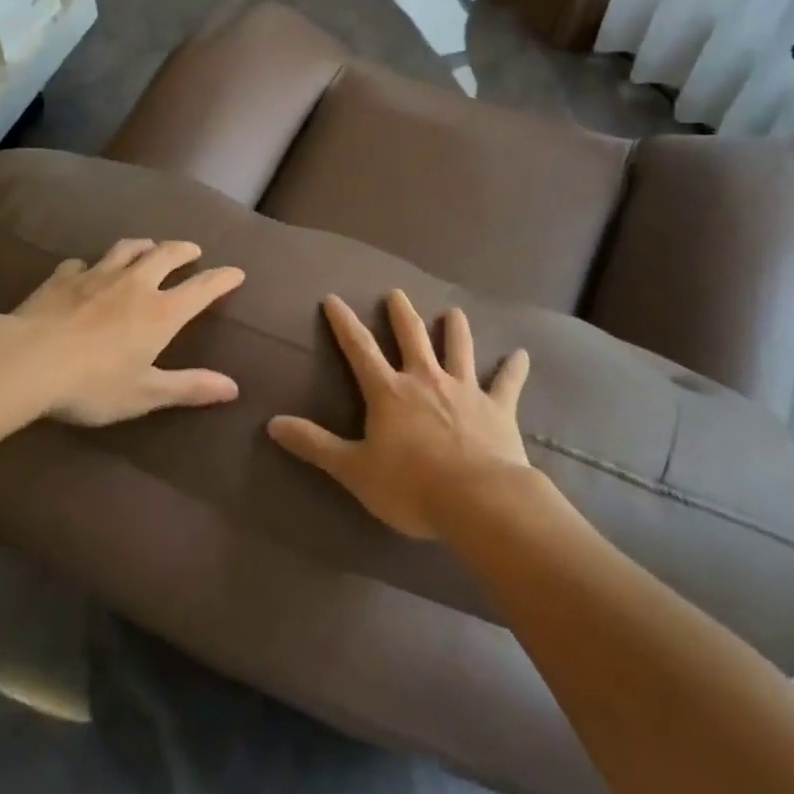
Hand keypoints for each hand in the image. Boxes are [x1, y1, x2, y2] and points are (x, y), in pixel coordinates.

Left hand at [9, 238, 245, 426]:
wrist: (27, 361)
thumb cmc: (92, 384)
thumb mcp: (145, 393)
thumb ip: (189, 387)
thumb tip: (233, 388)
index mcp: (161, 312)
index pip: (202, 288)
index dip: (222, 278)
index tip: (236, 272)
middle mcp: (135, 284)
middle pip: (166, 254)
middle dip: (184, 250)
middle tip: (193, 250)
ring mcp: (97, 275)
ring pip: (127, 248)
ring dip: (144, 245)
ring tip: (148, 247)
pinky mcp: (63, 278)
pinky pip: (81, 263)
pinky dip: (90, 265)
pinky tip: (85, 270)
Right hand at [267, 290, 531, 538]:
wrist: (477, 500)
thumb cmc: (410, 486)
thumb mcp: (353, 469)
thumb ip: (314, 444)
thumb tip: (272, 423)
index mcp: (389, 392)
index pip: (359, 349)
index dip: (344, 323)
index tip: (333, 298)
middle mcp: (425, 379)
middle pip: (411, 336)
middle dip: (401, 313)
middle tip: (396, 293)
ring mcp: (464, 389)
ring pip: (458, 348)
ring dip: (455, 328)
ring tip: (453, 311)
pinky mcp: (497, 407)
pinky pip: (507, 382)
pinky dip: (514, 368)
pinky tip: (521, 354)